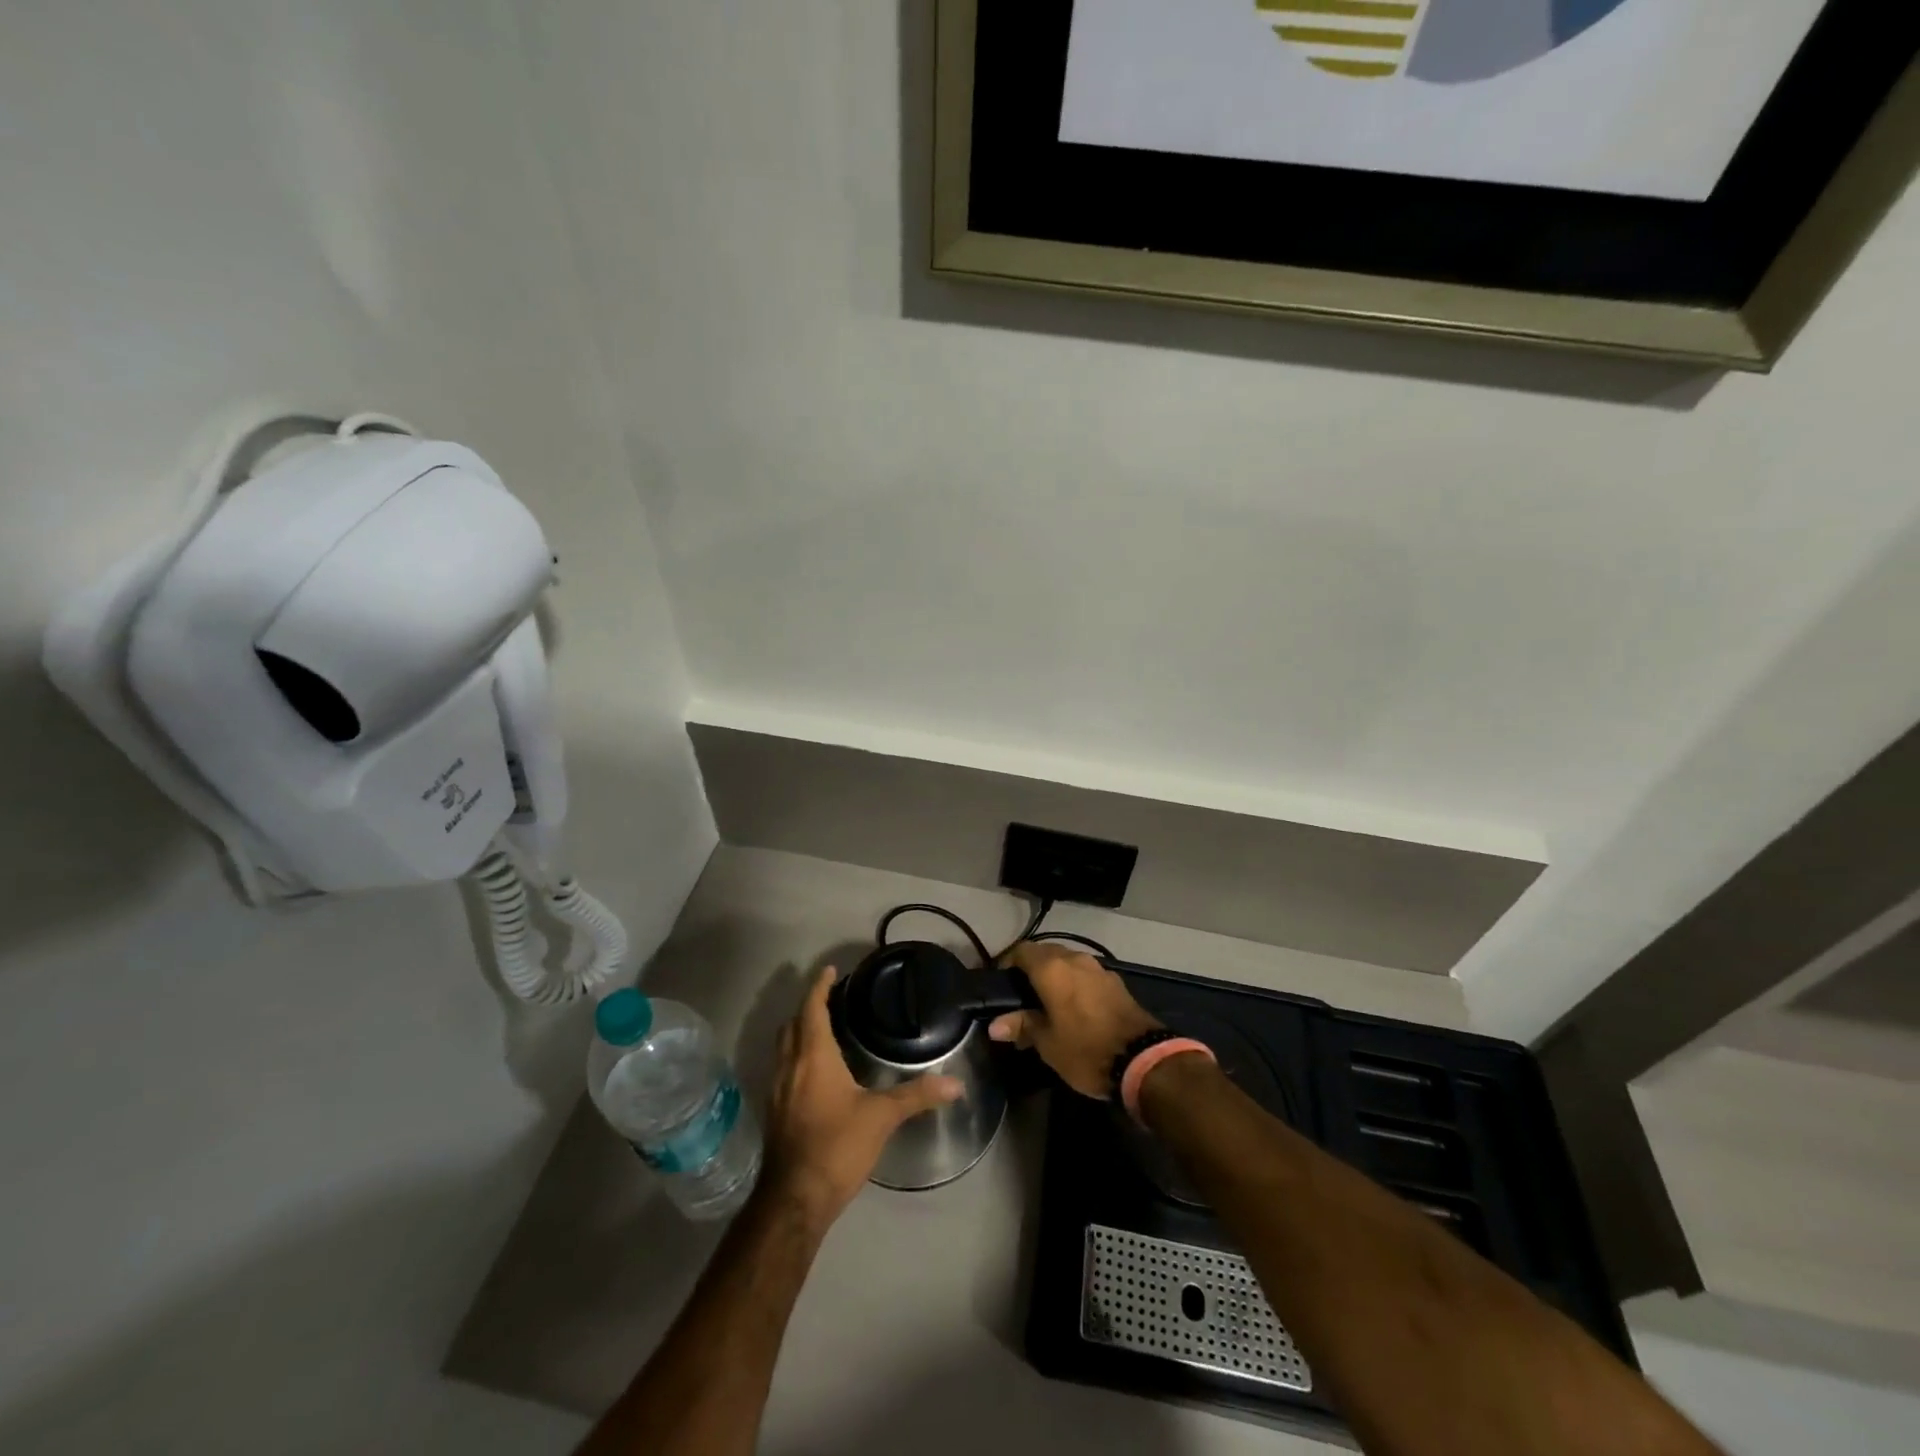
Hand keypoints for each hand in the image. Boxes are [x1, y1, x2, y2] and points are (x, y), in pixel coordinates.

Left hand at [761, 966, 963, 1231]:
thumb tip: (956, 1084)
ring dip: (799, 1032)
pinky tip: (815, 1073)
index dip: (819, 987)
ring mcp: (777, 1091)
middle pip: (792, 1025)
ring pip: (784, 1048)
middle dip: (809, 1007)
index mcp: (813, 1057)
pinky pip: (783, 1069)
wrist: (794, 1200)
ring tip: (824, 1029)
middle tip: (830, 998)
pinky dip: (796, 1057)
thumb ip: (917, 1096)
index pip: (812, 1009)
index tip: (829, 970)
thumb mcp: (881, 1117)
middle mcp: (790, 1066)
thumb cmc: (837, 1146)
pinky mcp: (775, 1113)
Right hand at [988, 943, 1162, 1098]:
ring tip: (1047, 1004)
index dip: (1007, 964)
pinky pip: (1086, 975)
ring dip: (1055, 976)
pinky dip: (1075, 984)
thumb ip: (1022, 1026)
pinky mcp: (1116, 982)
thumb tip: (995, 1025)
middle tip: (1021, 996)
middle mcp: (1074, 959)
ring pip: (1068, 963)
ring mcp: (1098, 968)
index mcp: (1052, 968)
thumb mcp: (1047, 1043)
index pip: (1021, 951)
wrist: (1143, 1060)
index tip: (1001, 984)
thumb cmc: (1085, 1050)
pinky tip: (1074, 1008)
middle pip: (1045, 953)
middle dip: (1032, 970)